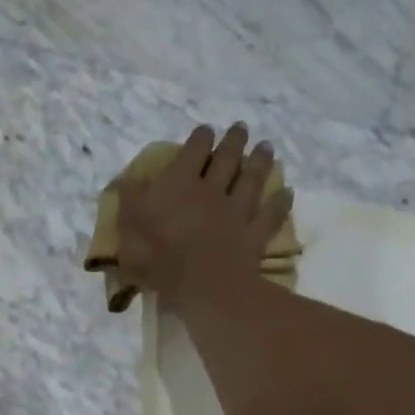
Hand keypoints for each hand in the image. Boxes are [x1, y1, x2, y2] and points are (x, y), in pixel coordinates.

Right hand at [116, 123, 291, 309]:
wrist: (201, 286)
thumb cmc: (157, 258)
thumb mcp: (128, 228)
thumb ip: (130, 201)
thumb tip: (129, 180)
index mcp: (179, 184)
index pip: (192, 152)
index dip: (200, 138)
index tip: (206, 130)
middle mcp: (211, 189)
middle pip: (227, 159)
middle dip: (234, 141)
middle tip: (241, 128)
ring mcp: (237, 211)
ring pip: (252, 179)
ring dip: (260, 162)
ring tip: (266, 147)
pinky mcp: (254, 234)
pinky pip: (270, 214)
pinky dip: (279, 202)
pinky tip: (286, 193)